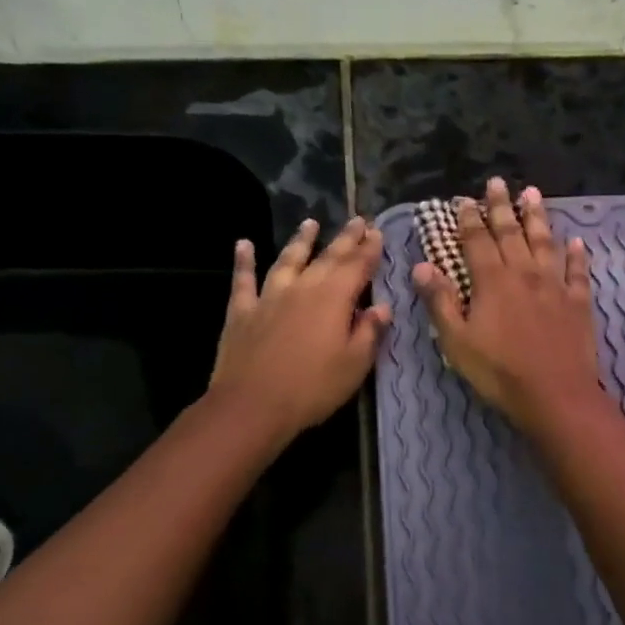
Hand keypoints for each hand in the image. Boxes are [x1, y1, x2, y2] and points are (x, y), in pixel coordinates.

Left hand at [208, 217, 390, 442]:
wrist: (251, 405)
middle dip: (346, 238)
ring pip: (288, 259)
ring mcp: (269, 296)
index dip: (370, 249)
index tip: (379, 231)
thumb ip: (369, 332)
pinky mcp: (242, 311)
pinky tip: (243, 244)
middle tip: (358, 219)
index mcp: (334, 298)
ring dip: (300, 240)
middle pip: (328, 257)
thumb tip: (382, 307)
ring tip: (310, 223)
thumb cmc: (312, 388)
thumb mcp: (354, 365)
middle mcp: (303, 287)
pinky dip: (244, 260)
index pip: (358, 266)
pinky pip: (243, 279)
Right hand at [411, 178, 604, 433]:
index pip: (477, 241)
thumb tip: (422, 266)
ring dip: (538, 217)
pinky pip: (577, 271)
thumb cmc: (499, 371)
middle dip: (502, 206)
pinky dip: (577, 254)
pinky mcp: (578, 302)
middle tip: (498, 182)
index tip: (465, 200)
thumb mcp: (457, 341)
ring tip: (533, 193)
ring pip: (545, 242)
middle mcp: (524, 273)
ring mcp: (555, 285)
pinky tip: (577, 241)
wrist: (556, 395)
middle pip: (511, 232)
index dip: (470, 219)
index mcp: (492, 281)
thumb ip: (441, 301)